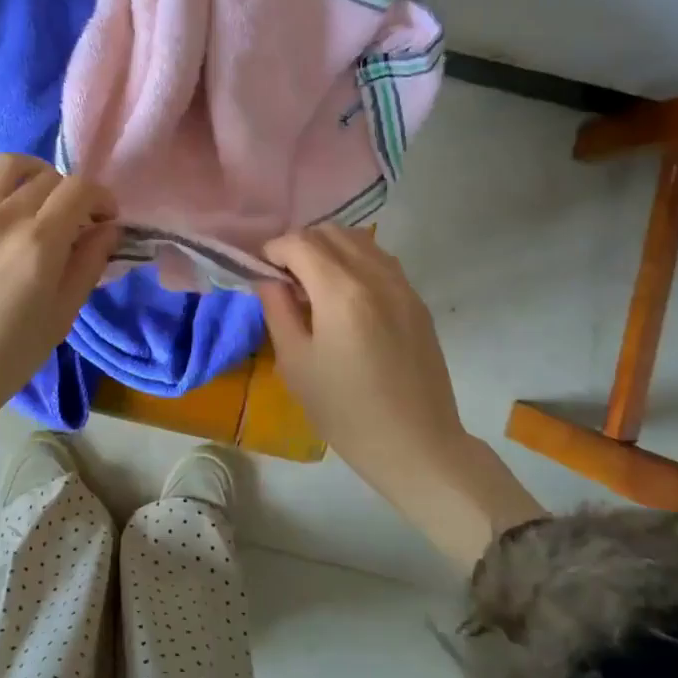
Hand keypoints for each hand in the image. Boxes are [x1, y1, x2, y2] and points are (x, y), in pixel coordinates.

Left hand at [0, 149, 119, 500]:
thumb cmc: (4, 360)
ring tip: (40, 193)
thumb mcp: (60, 318)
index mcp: (40, 244)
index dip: (102, 198)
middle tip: (77, 224)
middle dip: (73, 194)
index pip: (81, 190)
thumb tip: (108, 229)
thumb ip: (87, 266)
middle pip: (48, 179)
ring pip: (4, 167)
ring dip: (32, 171)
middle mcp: (4, 219)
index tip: (107, 221)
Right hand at [259, 226, 463, 469]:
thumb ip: (277, 310)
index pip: (300, 242)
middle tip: (284, 280)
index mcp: (341, 291)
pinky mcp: (416, 300)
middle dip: (299, 246)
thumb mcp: (296, 363)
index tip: (261, 274)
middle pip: (329, 233)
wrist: (416, 445)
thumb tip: (267, 279)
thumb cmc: (345, 410)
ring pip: (358, 240)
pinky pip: (380, 260)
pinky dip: (355, 261)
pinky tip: (345, 296)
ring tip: (314, 285)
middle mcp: (374, 275)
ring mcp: (402, 285)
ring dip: (328, 249)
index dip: (273, 250)